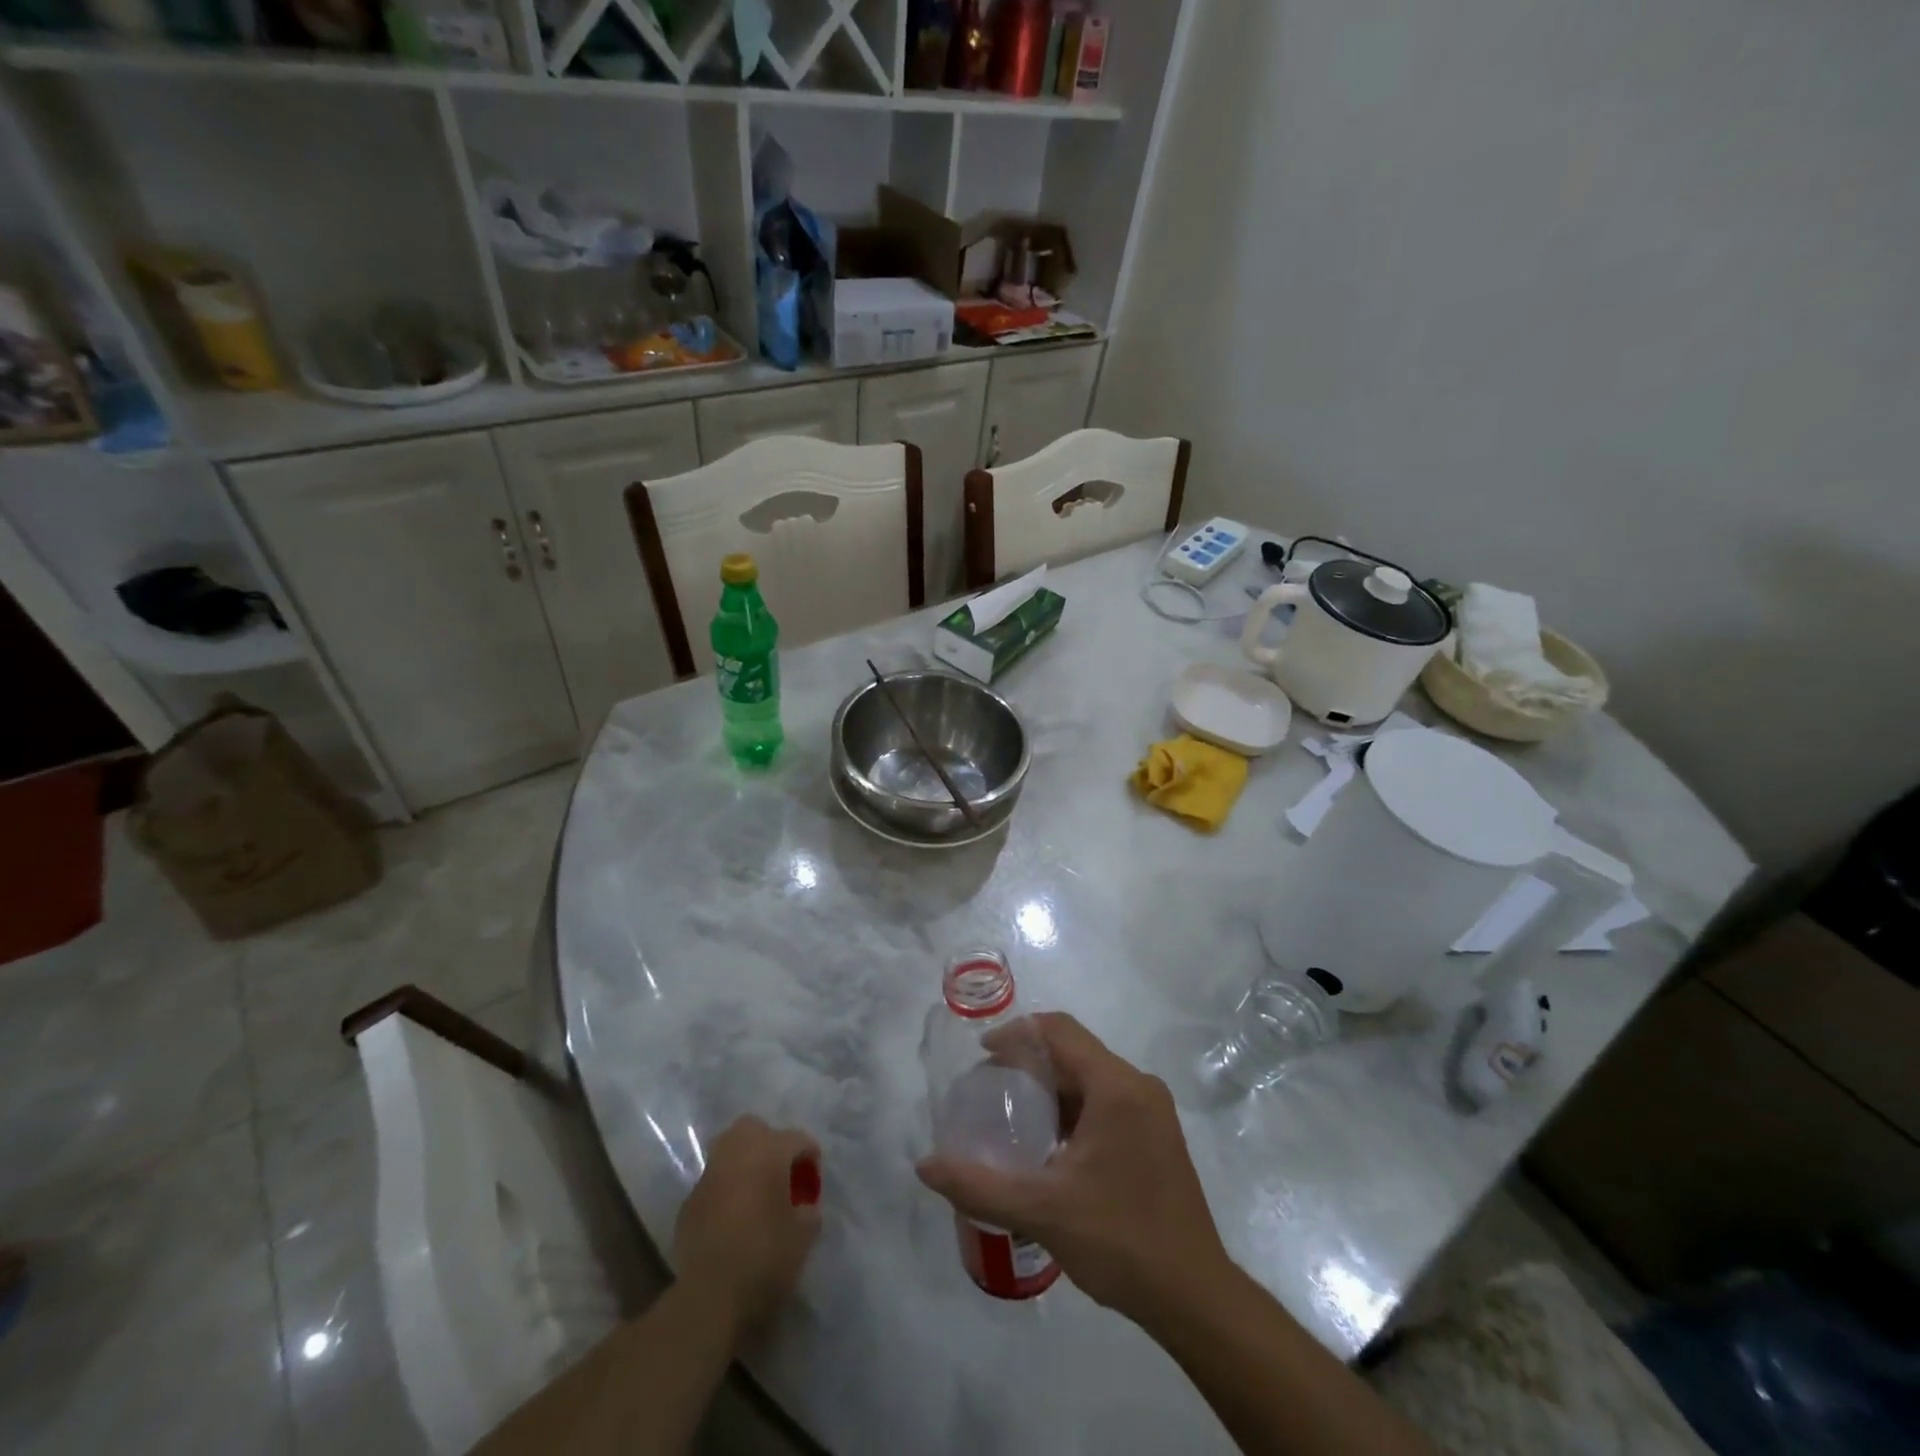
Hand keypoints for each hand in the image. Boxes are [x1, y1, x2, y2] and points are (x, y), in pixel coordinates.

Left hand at [672, 1116, 821, 1338]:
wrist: (710, 1296)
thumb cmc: (766, 1257)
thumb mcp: (804, 1236)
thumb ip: (809, 1211)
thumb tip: (804, 1206)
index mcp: (769, 1152)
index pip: (797, 1139)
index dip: (810, 1156)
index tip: (814, 1181)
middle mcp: (736, 1153)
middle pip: (754, 1128)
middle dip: (769, 1143)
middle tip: (781, 1172)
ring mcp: (708, 1177)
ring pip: (728, 1151)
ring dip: (744, 1164)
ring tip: (757, 1191)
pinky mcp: (689, 1203)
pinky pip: (713, 1183)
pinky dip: (725, 1191)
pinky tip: (733, 1217)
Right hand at [916, 1013, 1232, 1324]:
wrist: (1195, 1297)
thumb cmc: (1120, 1241)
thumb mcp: (1042, 1211)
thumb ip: (979, 1185)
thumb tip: (925, 1166)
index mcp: (1117, 1087)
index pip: (1060, 1031)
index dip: (1017, 1033)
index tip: (982, 1055)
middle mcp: (1138, 1086)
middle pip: (1074, 1052)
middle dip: (1028, 1063)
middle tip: (989, 1089)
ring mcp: (1152, 1111)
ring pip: (1090, 1078)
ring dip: (1051, 1088)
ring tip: (1012, 1116)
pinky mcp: (1156, 1135)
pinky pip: (1106, 1101)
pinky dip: (1073, 1109)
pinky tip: (1049, 1144)